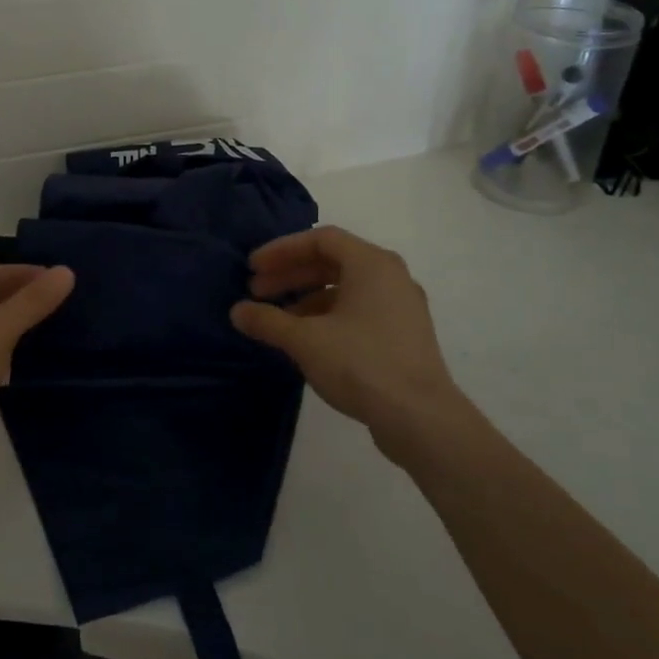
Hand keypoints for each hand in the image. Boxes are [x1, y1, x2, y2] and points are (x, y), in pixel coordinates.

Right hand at [230, 226, 475, 465]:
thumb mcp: (304, 340)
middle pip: (332, 262)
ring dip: (307, 297)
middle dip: (291, 274)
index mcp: (371, 264)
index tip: (252, 268)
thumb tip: (237, 311)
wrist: (421, 418)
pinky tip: (307, 339)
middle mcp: (391, 276)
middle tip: (256, 292)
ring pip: (346, 288)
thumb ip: (268, 321)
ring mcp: (402, 307)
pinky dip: (328, 315)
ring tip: (277, 319)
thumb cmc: (361, 364)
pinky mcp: (404, 335)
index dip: (281, 250)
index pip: (320, 240)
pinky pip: (359, 310)